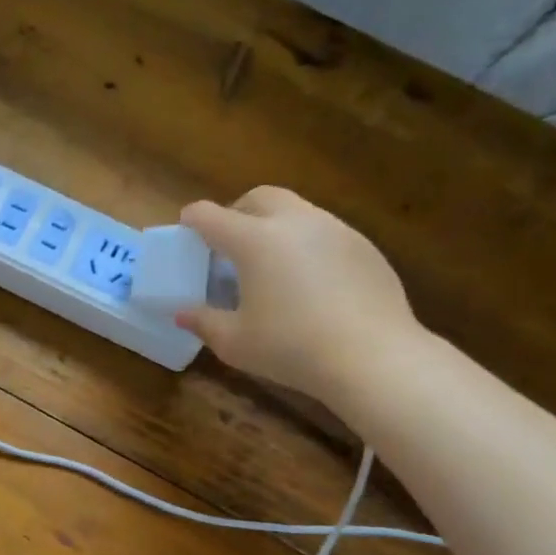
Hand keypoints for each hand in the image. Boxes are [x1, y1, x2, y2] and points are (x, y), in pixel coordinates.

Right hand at [176, 188, 422, 398]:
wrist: (373, 357)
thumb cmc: (291, 348)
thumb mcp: (235, 343)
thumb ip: (204, 322)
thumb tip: (182, 314)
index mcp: (254, 240)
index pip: (211, 216)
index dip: (192, 220)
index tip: (186, 230)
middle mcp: (294, 222)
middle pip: (258, 197)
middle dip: (237, 212)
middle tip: (229, 243)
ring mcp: (335, 229)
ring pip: (296, 211)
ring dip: (274, 226)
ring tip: (270, 264)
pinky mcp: (364, 246)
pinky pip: (325, 233)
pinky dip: (306, 245)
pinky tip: (310, 282)